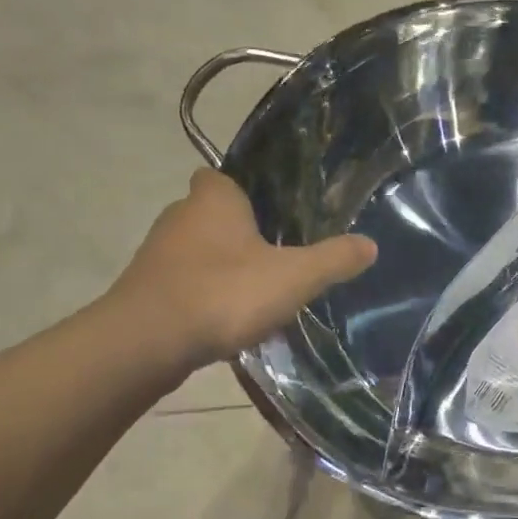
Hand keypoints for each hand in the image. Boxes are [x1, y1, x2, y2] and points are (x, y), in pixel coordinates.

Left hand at [103, 170, 376, 375]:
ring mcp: (157, 255)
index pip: (222, 176)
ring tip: (256, 291)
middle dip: (238, 232)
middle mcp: (179, 217)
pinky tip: (226, 318)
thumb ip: (334, 259)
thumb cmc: (224, 293)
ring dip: (221, 266)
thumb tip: (371, 244)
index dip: (245, 191)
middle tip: (276, 254)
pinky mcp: (146, 291)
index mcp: (214, 199)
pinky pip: (183, 283)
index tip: (270, 211)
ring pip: (196, 251)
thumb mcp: (294, 277)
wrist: (147, 342)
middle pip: (211, 214)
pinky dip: (203, 294)